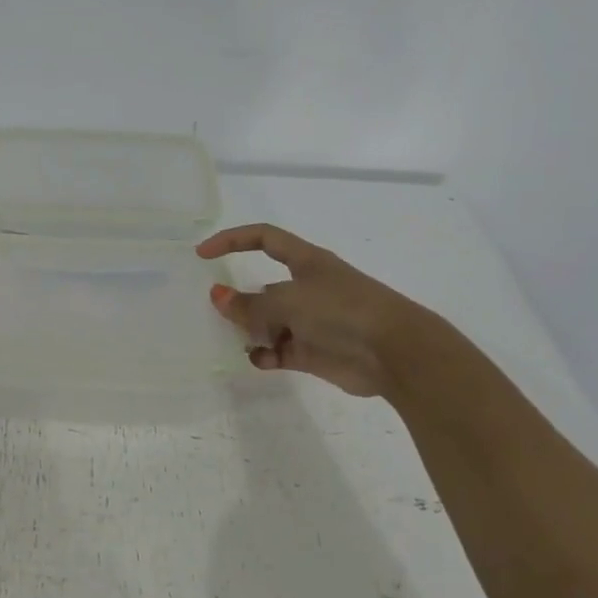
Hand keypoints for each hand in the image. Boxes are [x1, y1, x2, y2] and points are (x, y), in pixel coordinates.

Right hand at [196, 224, 428, 396]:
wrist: (394, 353)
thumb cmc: (341, 312)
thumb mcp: (288, 302)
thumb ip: (249, 305)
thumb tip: (216, 296)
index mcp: (306, 261)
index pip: (263, 239)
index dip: (232, 240)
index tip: (203, 254)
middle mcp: (308, 287)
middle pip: (263, 288)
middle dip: (240, 299)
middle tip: (217, 312)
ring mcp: (312, 321)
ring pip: (269, 322)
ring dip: (252, 331)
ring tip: (237, 339)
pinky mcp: (315, 351)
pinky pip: (280, 350)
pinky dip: (266, 354)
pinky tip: (258, 359)